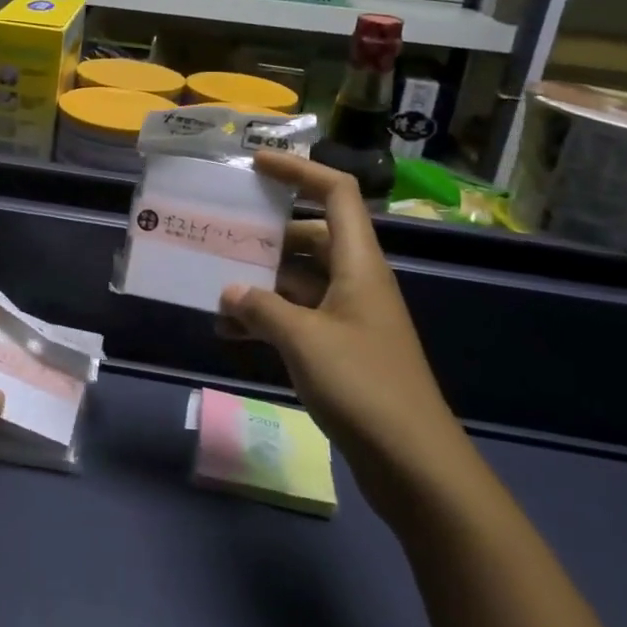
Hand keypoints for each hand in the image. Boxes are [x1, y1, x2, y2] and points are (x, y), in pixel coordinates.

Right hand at [217, 153, 471, 514]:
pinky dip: (266, 319)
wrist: (412, 463)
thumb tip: (230, 291)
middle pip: (311, 237)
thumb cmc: (362, 385)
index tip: (257, 164)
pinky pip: (297, 318)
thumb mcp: (303, 339)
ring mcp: (349, 317)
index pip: (336, 194)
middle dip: (267, 235)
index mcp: (359, 264)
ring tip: (213, 288)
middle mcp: (356, 282)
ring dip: (259, 283)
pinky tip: (229, 333)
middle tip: (221, 234)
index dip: (299, 171)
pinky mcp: (341, 350)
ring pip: (299, 281)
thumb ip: (261, 307)